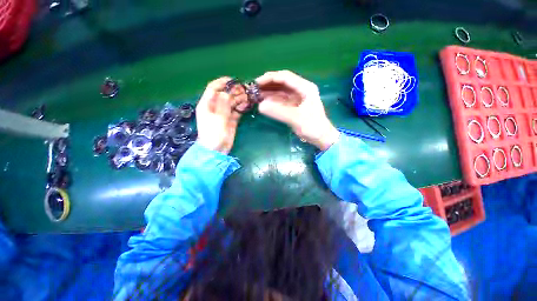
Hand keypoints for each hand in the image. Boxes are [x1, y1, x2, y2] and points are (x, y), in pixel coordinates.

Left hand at [196, 77, 241, 153]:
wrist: (216, 150)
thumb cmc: (214, 134)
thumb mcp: (218, 118)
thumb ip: (223, 105)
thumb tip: (226, 92)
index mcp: (207, 104)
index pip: (213, 88)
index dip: (222, 82)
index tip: (233, 80)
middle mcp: (215, 107)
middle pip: (224, 95)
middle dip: (234, 91)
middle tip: (245, 90)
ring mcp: (223, 114)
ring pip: (232, 102)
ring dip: (239, 99)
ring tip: (248, 97)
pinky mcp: (231, 120)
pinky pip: (236, 111)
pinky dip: (241, 107)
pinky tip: (247, 105)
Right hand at [256, 70, 339, 150]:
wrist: (321, 138)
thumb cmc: (313, 127)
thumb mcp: (296, 118)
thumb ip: (278, 112)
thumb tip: (260, 106)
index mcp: (305, 87)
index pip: (285, 77)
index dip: (270, 78)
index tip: (257, 83)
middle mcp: (300, 90)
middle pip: (281, 83)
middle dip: (267, 85)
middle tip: (253, 90)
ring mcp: (297, 98)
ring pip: (280, 92)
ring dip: (268, 93)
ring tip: (255, 96)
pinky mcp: (293, 106)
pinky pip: (281, 101)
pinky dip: (272, 101)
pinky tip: (263, 103)